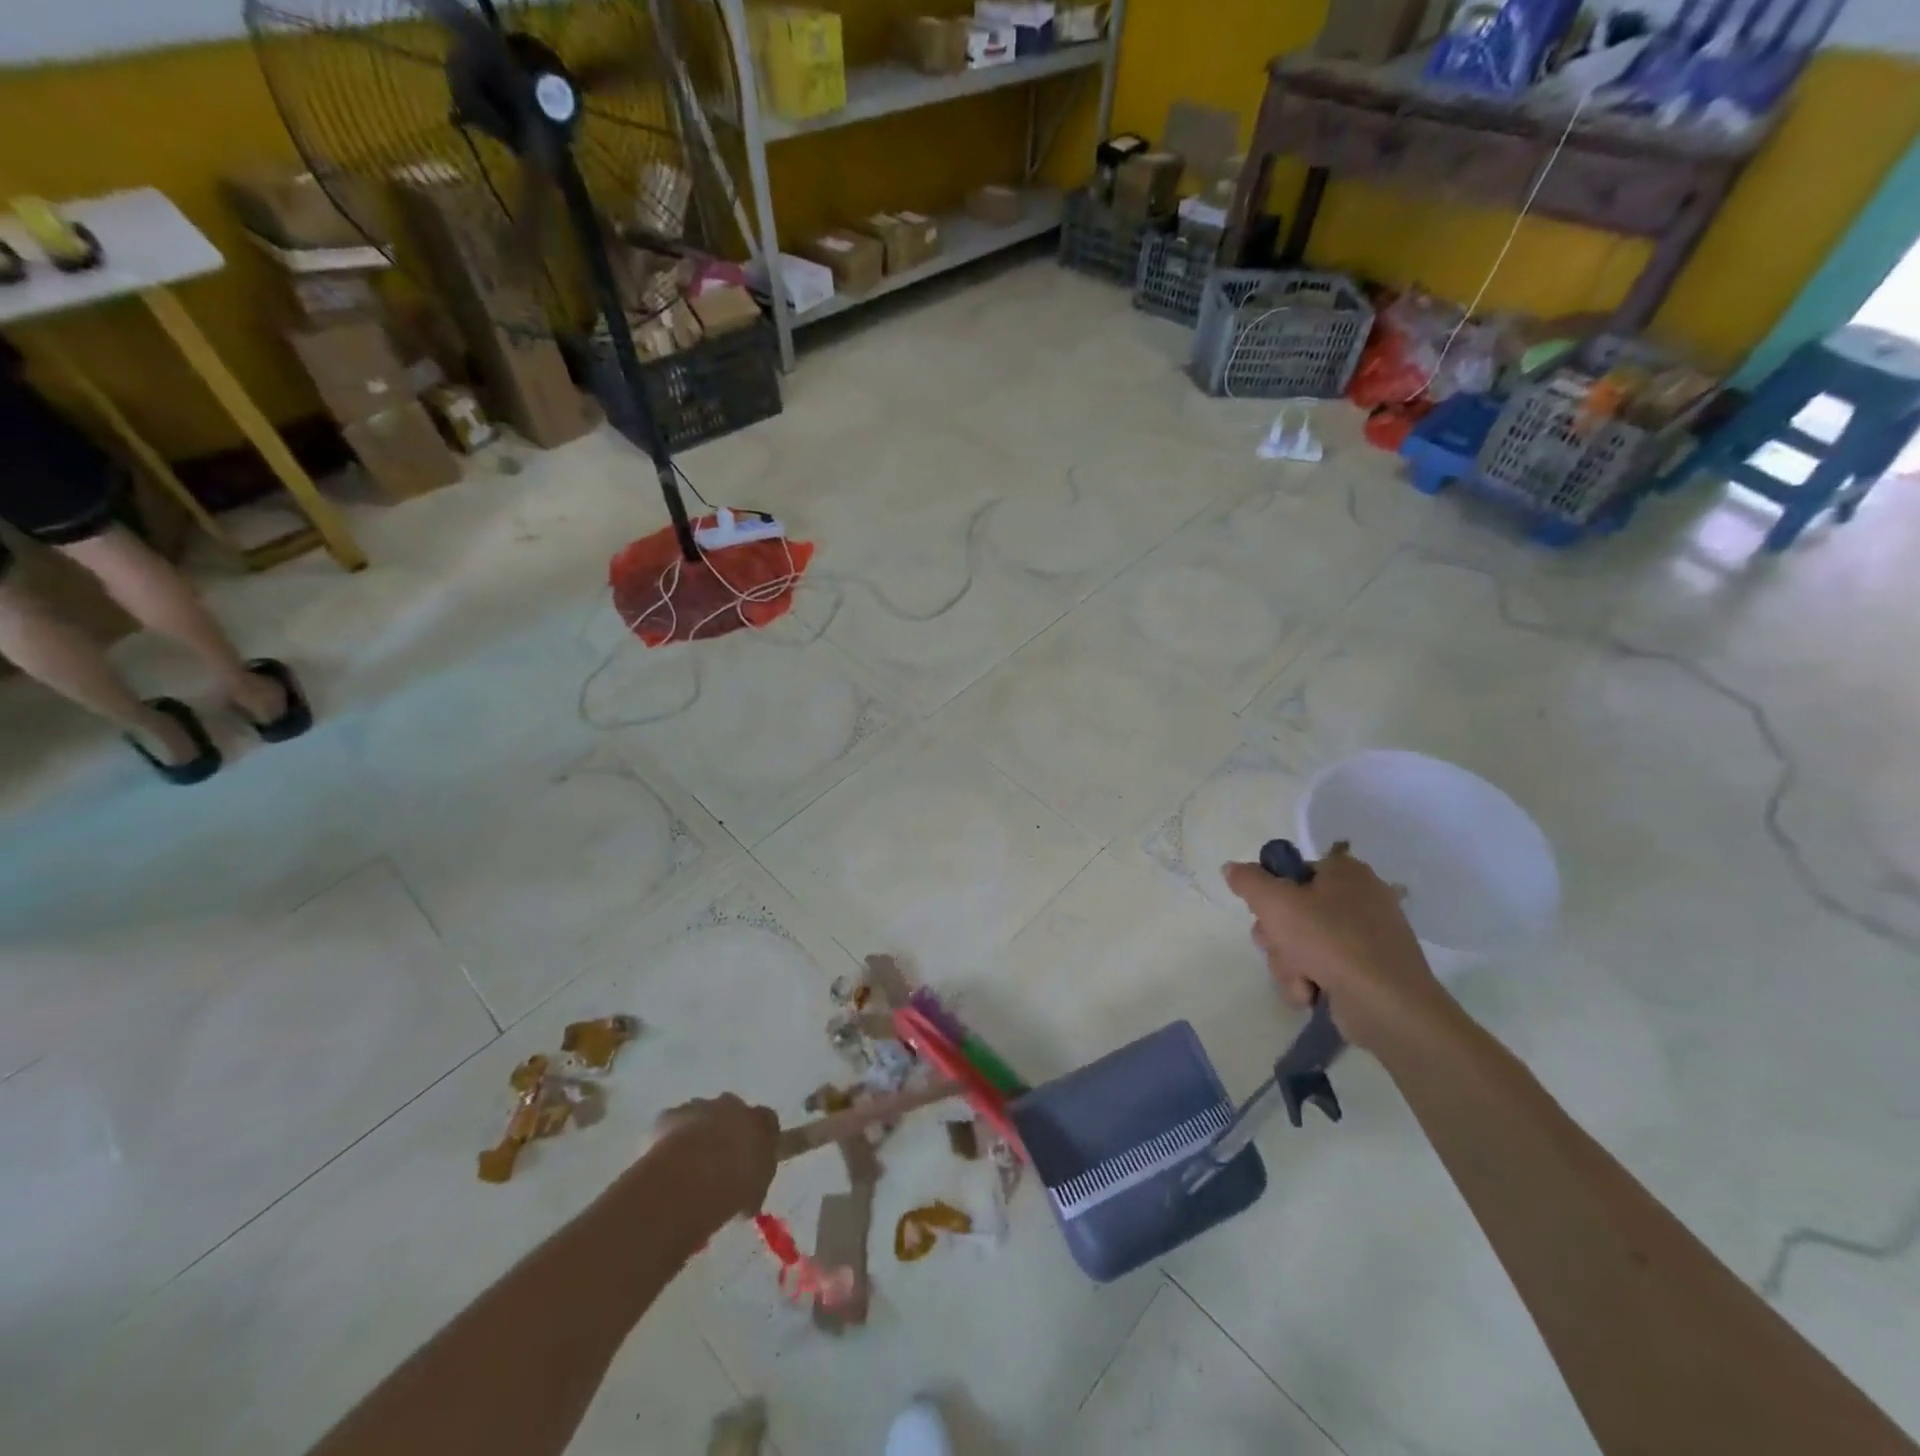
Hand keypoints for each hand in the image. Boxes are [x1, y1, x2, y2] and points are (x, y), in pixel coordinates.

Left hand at [649, 1094, 779, 1228]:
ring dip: (698, 1134)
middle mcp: (733, 1106)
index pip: (767, 1120)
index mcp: (760, 1121)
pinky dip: (669, 1139)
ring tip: (689, 1166)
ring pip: (701, 1116)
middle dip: (727, 1131)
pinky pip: (671, 1125)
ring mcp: (700, 1107)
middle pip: (733, 1112)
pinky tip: (665, 1164)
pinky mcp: (671, 1115)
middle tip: (719, 1162)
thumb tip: (747, 1196)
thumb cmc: (734, 1186)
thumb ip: (754, 1185)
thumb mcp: (754, 1192)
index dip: (759, 1137)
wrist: (693, 1178)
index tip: (753, 1158)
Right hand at [1222, 845, 1453, 1054]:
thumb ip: (1248, 881)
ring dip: (1288, 963)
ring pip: (1301, 943)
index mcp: (1346, 872)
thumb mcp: (1275, 902)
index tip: (1266, 912)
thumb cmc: (1330, 941)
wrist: (1386, 1006)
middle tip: (1278, 946)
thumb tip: (1230, 868)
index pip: (1293, 871)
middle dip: (1276, 936)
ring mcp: (1366, 938)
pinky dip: (1310, 981)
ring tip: (1301, 979)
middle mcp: (1359, 899)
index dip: (1272, 891)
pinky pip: (1321, 968)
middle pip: (1292, 910)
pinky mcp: (1367, 972)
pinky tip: (1312, 993)